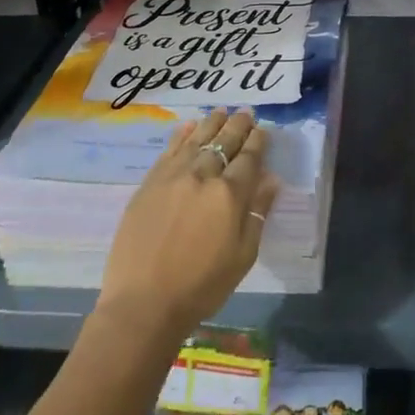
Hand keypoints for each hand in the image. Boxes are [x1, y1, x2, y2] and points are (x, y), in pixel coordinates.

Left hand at [96, 109, 279, 345]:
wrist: (143, 303)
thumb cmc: (202, 286)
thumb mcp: (243, 255)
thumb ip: (257, 213)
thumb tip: (271, 181)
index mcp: (229, 195)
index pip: (249, 158)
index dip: (258, 142)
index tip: (263, 130)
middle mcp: (202, 176)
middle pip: (224, 142)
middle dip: (238, 126)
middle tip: (246, 113)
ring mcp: (172, 177)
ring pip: (197, 140)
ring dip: (211, 124)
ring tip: (221, 111)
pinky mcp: (149, 184)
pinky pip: (169, 151)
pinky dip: (181, 136)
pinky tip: (188, 126)